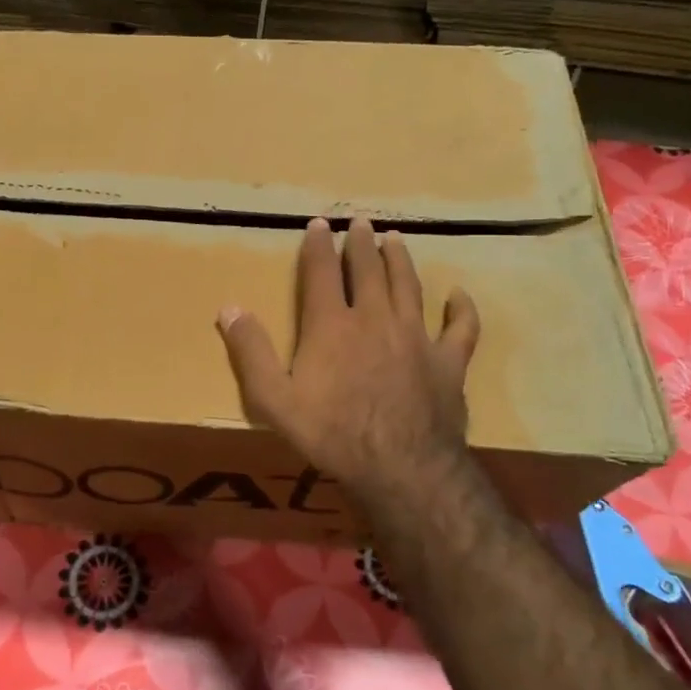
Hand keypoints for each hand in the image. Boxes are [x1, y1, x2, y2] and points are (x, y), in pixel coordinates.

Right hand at [216, 216, 479, 511]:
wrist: (400, 468)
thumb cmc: (331, 433)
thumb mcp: (273, 399)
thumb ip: (250, 352)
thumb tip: (229, 308)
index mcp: (332, 324)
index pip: (322, 272)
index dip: (318, 246)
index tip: (318, 224)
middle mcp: (375, 318)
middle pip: (368, 270)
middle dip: (362, 243)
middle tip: (360, 221)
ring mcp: (416, 337)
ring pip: (409, 286)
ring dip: (401, 259)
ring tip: (396, 238)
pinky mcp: (448, 361)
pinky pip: (460, 327)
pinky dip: (461, 308)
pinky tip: (459, 295)